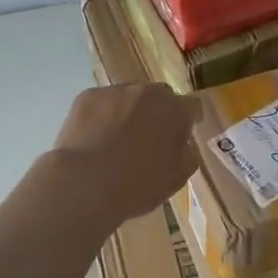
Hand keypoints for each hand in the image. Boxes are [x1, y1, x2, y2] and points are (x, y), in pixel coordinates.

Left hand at [48, 83, 202, 225]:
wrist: (84, 184)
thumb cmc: (136, 186)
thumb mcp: (175, 179)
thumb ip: (187, 155)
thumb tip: (183, 143)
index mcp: (175, 112)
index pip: (192, 106)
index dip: (190, 119)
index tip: (184, 131)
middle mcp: (148, 93)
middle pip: (160, 96)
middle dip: (158, 111)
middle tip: (149, 136)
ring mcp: (116, 91)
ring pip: (128, 97)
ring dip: (128, 111)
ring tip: (116, 138)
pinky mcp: (87, 96)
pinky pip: (101, 102)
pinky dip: (101, 114)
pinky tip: (93, 137)